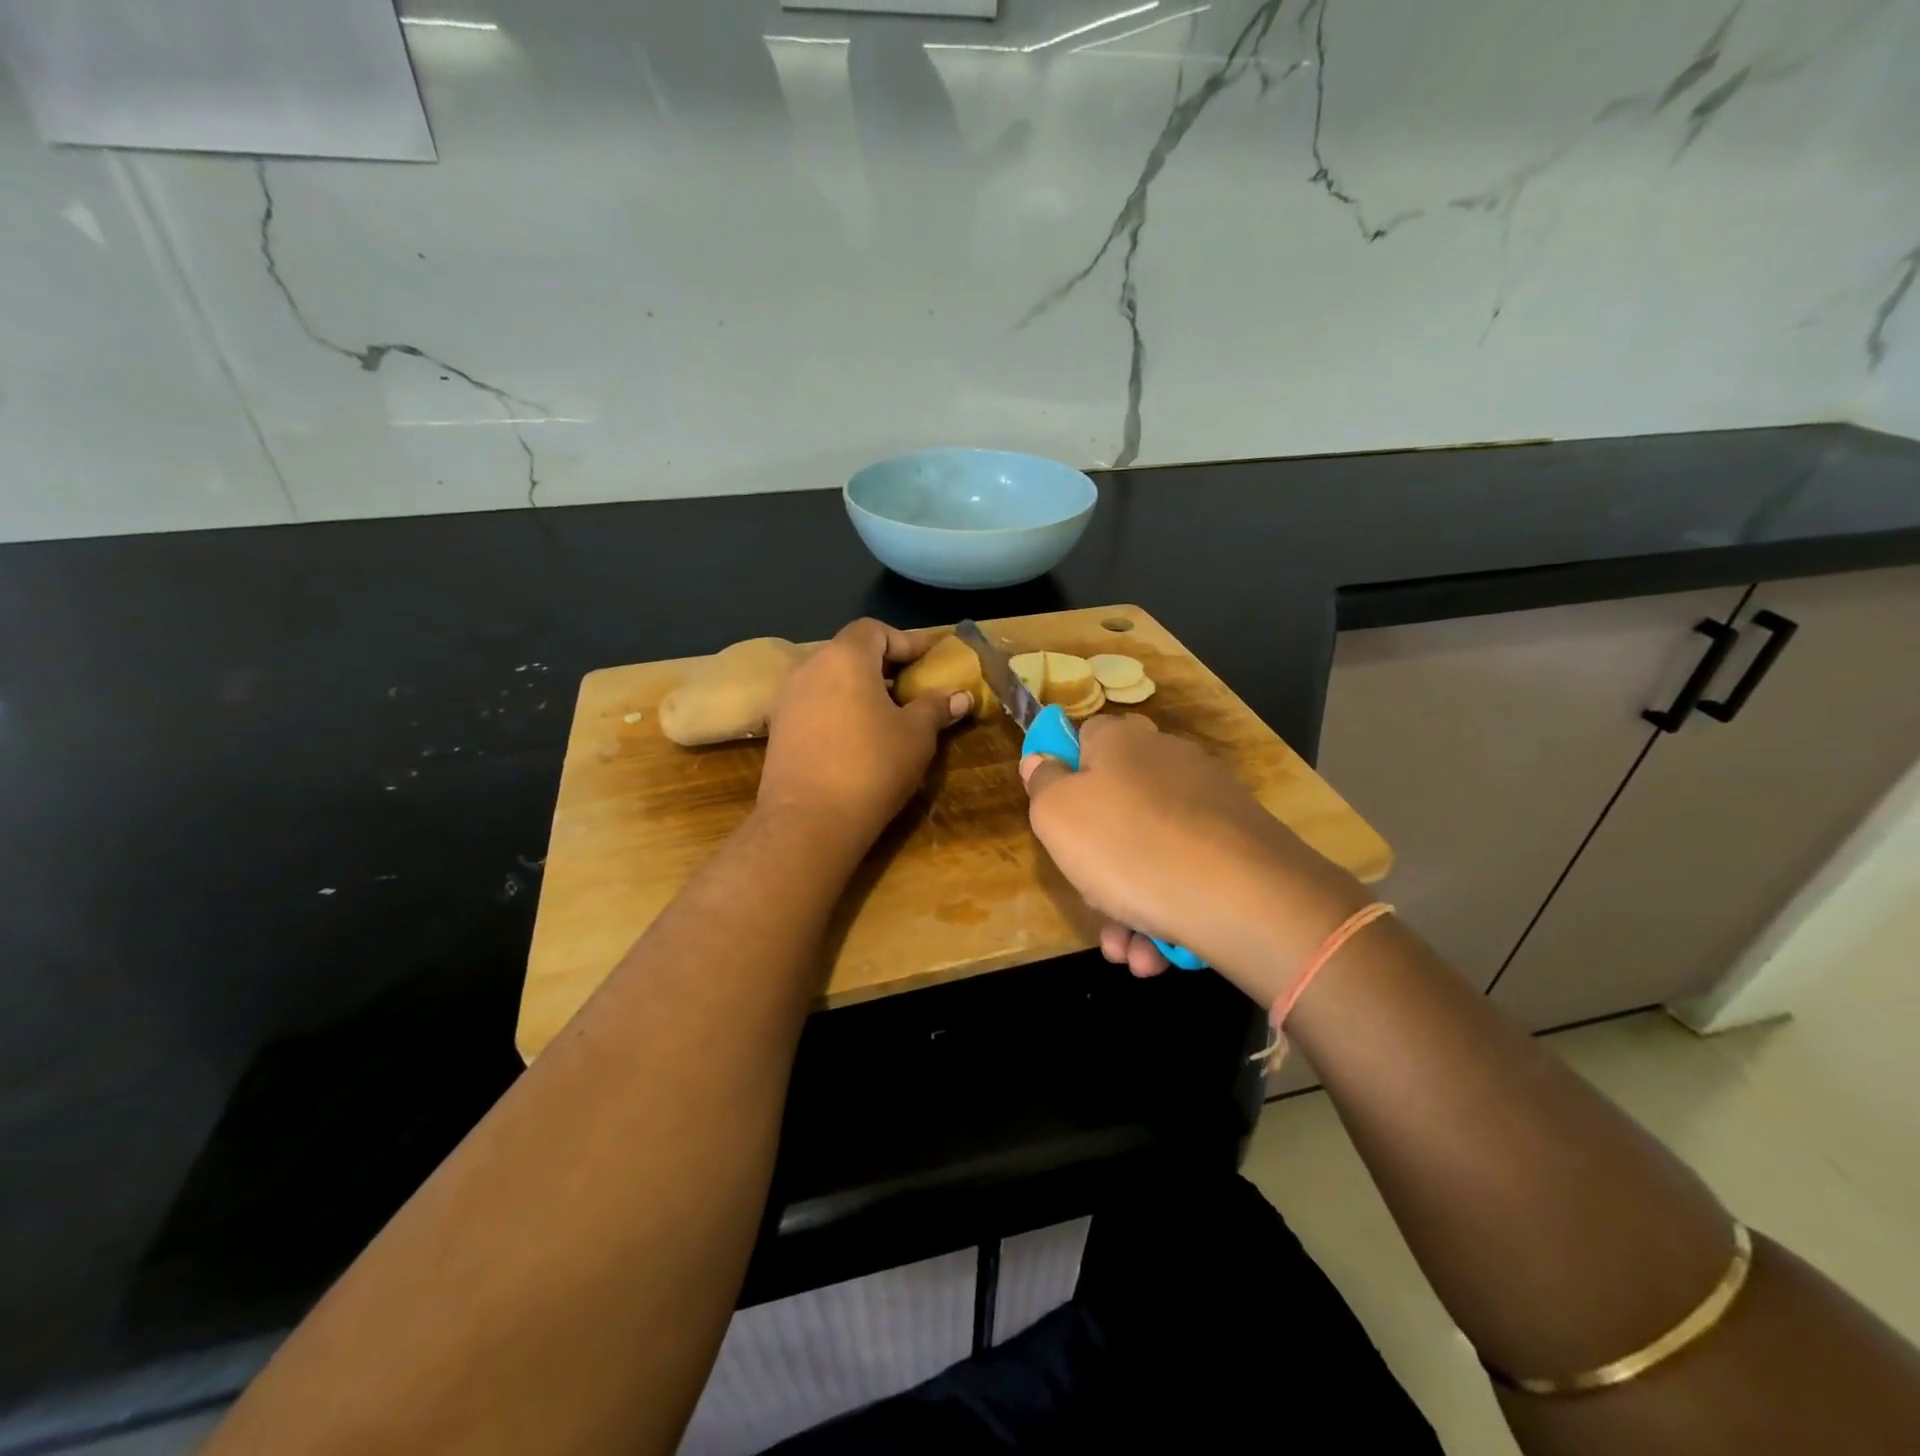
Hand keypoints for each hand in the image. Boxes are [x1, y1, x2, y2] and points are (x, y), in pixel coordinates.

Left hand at [758, 619, 969, 852]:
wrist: (808, 822)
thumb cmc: (871, 766)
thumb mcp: (916, 735)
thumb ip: (936, 707)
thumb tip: (961, 696)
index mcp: (844, 657)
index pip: (875, 630)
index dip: (905, 641)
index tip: (929, 661)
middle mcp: (809, 667)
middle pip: (850, 652)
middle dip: (883, 666)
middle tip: (912, 688)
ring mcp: (787, 699)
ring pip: (830, 679)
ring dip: (859, 689)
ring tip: (887, 716)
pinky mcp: (779, 730)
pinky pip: (815, 705)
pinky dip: (839, 710)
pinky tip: (857, 739)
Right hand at [1020, 715, 1369, 1002]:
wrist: (1242, 896)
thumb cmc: (1126, 846)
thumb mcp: (1057, 815)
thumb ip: (1042, 784)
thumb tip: (1040, 760)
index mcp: (1121, 741)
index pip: (1083, 738)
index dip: (1063, 776)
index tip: (1056, 821)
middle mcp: (1167, 760)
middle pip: (1114, 807)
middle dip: (1095, 865)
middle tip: (1093, 904)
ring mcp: (1208, 801)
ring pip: (1148, 851)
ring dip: (1128, 905)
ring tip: (1129, 952)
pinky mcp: (1238, 843)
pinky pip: (1186, 872)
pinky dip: (1168, 910)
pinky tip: (1159, 953)